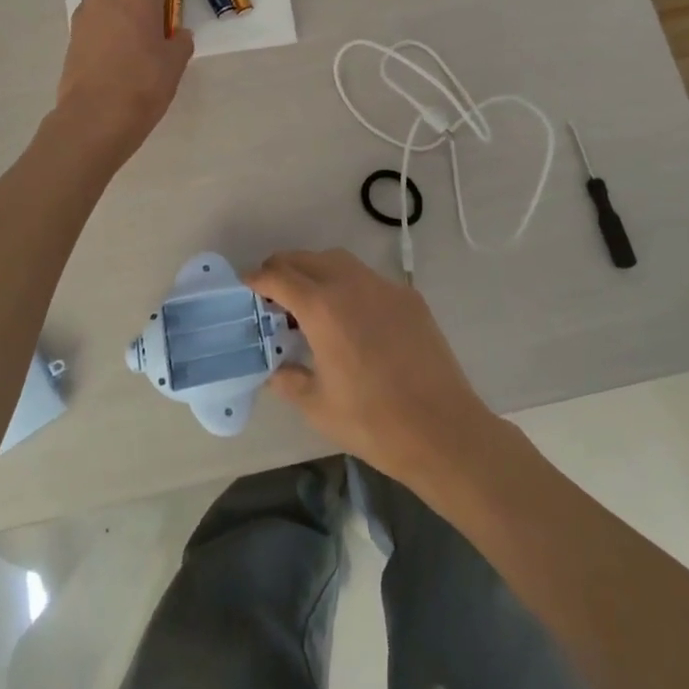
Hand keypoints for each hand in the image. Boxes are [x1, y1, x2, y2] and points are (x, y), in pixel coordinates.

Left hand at [56, 0, 194, 162]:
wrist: (95, 117)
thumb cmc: (143, 85)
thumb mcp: (175, 63)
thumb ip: (180, 41)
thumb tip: (178, 34)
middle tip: (153, 0)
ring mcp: (86, 12)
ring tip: (135, 23)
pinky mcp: (73, 32)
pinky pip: (93, 10)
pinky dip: (107, 15)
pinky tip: (119, 41)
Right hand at [249, 249, 497, 487]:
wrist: (442, 429)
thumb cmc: (372, 422)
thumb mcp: (318, 407)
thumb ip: (289, 381)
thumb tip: (275, 371)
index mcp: (322, 308)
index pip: (280, 276)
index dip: (258, 278)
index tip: (246, 285)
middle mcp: (351, 285)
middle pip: (307, 259)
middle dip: (284, 269)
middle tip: (272, 293)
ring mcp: (384, 287)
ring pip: (340, 261)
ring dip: (316, 271)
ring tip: (309, 301)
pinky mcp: (409, 297)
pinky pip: (368, 279)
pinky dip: (348, 286)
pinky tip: (351, 318)